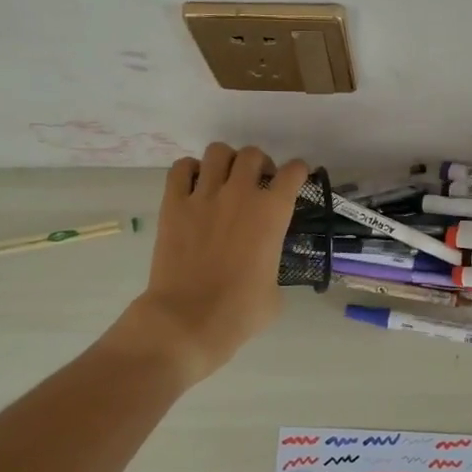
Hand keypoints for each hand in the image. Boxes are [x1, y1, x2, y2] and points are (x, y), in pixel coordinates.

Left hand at [115, 143, 307, 384]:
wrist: (188, 320)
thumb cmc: (239, 312)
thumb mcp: (276, 290)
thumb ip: (273, 263)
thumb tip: (263, 263)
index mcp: (273, 213)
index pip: (293, 173)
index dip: (297, 173)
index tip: (294, 181)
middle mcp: (241, 194)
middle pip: (253, 155)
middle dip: (260, 165)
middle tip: (257, 185)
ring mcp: (204, 196)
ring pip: (218, 152)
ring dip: (227, 162)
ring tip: (225, 180)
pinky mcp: (173, 204)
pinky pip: (181, 168)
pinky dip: (190, 171)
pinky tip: (194, 186)